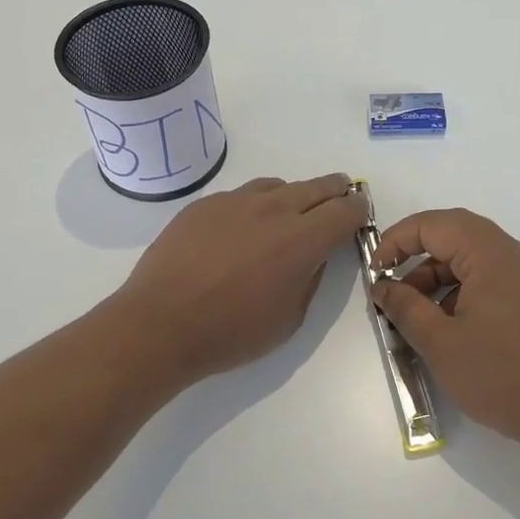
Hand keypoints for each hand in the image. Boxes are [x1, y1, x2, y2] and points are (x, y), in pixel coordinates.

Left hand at [112, 173, 367, 386]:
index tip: (359, 216)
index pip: (346, 210)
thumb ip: (311, 278)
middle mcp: (273, 209)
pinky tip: (243, 229)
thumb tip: (315, 254)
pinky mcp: (205, 204)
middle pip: (317, 187)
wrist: (160, 324)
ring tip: (289, 215)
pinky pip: (242, 195)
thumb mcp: (290, 319)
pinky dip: (255, 205)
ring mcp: (235, 201)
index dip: (359, 211)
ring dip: (293, 197)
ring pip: (278, 186)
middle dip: (335, 192)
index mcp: (302, 239)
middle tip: (339, 199)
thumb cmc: (231, 332)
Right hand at [369, 208, 519, 453]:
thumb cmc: (501, 375)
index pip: (434, 224)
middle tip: (390, 287)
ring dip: (436, 277)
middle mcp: (513, 254)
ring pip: (470, 258)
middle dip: (415, 257)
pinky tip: (444, 326)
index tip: (376, 273)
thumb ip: (405, 307)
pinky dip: (459, 291)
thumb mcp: (440, 343)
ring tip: (413, 315)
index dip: (397, 241)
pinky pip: (488, 278)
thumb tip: (383, 287)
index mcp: (492, 254)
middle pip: (454, 235)